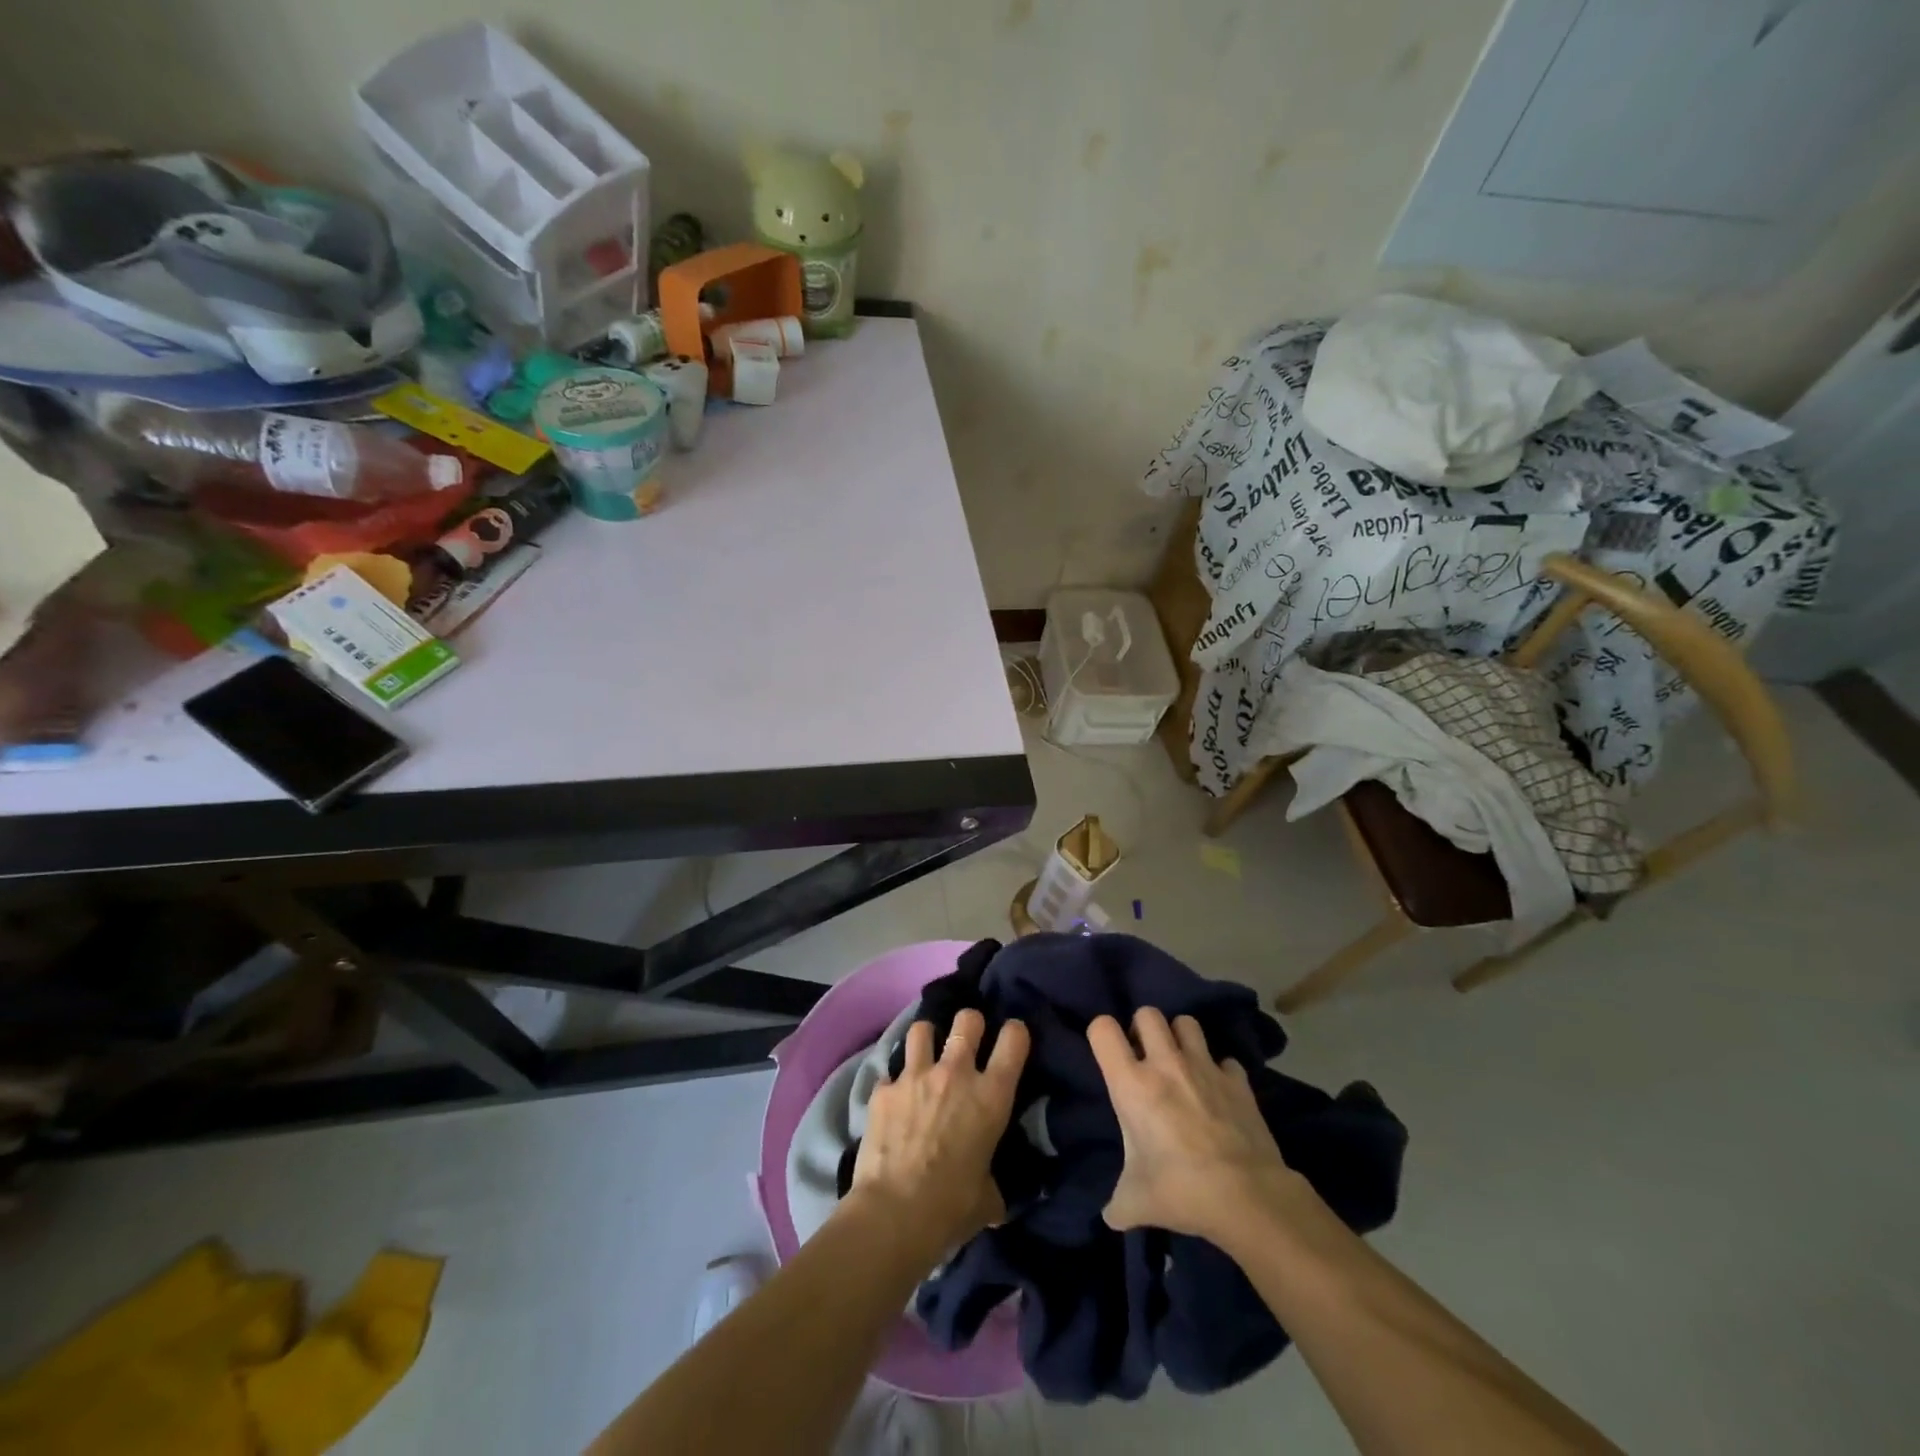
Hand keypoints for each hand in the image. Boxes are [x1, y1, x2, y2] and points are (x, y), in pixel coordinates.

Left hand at [848, 1010, 1029, 1257]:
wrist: (893, 1215)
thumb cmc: (951, 1208)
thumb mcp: (988, 1198)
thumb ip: (994, 1184)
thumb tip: (994, 1197)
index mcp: (991, 1096)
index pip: (1014, 1039)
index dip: (1015, 1033)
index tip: (1011, 1040)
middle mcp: (956, 1073)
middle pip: (968, 1019)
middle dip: (970, 1024)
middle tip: (967, 1041)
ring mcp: (915, 1076)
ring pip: (923, 1029)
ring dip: (927, 1039)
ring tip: (926, 1055)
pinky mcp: (883, 1089)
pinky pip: (890, 1072)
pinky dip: (894, 1083)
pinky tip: (893, 1101)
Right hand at [1088, 1009, 1301, 1243]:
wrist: (1247, 1197)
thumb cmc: (1180, 1190)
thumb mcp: (1135, 1202)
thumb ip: (1118, 1203)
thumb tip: (1111, 1216)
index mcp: (1132, 1083)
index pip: (1102, 1029)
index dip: (1101, 1035)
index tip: (1109, 1056)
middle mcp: (1165, 1063)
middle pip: (1147, 1013)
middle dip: (1143, 1029)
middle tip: (1145, 1058)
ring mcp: (1205, 1066)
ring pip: (1187, 1023)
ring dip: (1181, 1038)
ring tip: (1181, 1065)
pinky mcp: (1238, 1080)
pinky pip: (1225, 1059)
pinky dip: (1220, 1071)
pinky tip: (1219, 1092)